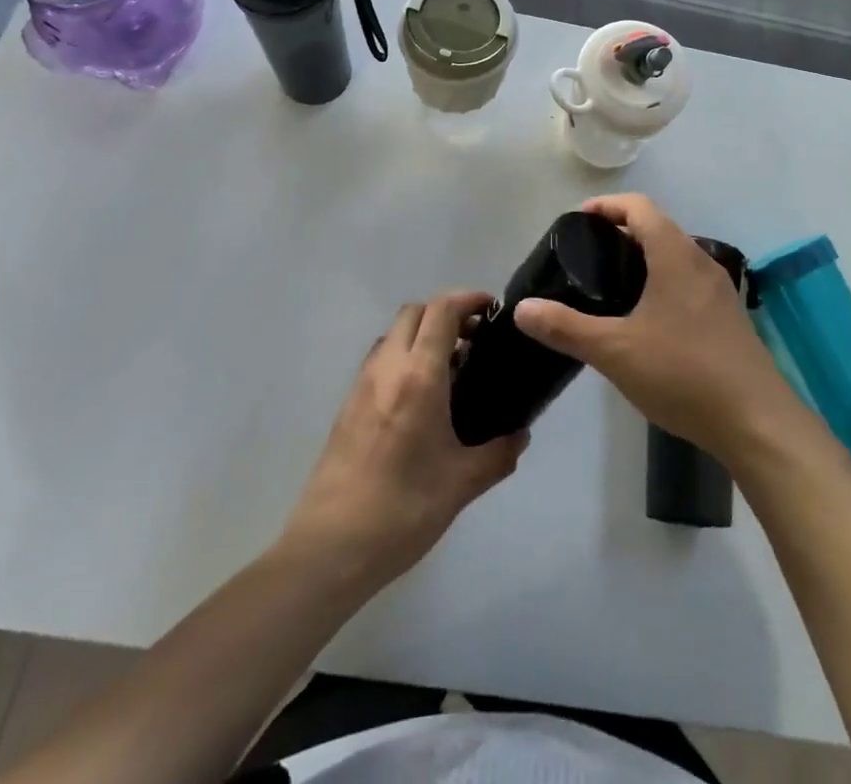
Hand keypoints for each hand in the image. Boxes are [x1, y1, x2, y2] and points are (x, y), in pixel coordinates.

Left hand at [282, 292, 526, 588]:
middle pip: (414, 313)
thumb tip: (521, 435)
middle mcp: (387, 369)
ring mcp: (361, 386)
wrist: (329, 550)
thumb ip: (499, 453)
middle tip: (475, 338)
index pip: (441, 311)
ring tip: (452, 368)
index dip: (468, 299)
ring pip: (393, 334)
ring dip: (422, 335)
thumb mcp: (462, 483)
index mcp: (418, 376)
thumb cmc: (402, 510)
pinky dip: (404, 358)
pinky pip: (380, 361)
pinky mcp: (347, 407)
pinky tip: (422, 399)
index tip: (492, 309)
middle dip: (446, 313)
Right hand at [514, 194, 803, 461]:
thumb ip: (566, 328)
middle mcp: (701, 262)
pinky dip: (663, 280)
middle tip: (587, 255)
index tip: (579, 220)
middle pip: (659, 227)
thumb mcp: (615, 351)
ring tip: (611, 285)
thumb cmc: (684, 374)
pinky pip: (689, 281)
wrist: (757, 422)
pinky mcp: (729, 316)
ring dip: (645, 257)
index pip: (639, 207)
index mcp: (676, 255)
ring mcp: (720, 290)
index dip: (607, 206)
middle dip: (622, 231)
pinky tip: (646, 318)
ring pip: (676, 255)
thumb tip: (522, 309)